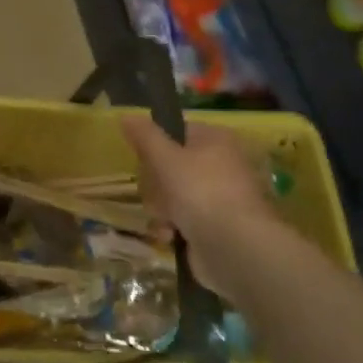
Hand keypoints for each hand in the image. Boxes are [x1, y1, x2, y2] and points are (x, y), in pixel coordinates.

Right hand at [121, 117, 285, 294]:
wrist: (235, 248)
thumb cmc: (200, 191)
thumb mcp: (165, 157)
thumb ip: (145, 135)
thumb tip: (127, 115)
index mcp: (216, 140)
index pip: (177, 132)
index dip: (156, 145)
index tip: (143, 159)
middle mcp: (221, 165)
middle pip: (170, 166)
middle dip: (156, 184)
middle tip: (156, 192)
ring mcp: (219, 198)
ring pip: (172, 195)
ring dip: (161, 209)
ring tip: (165, 220)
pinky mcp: (215, 226)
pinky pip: (182, 219)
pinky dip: (172, 228)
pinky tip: (170, 236)